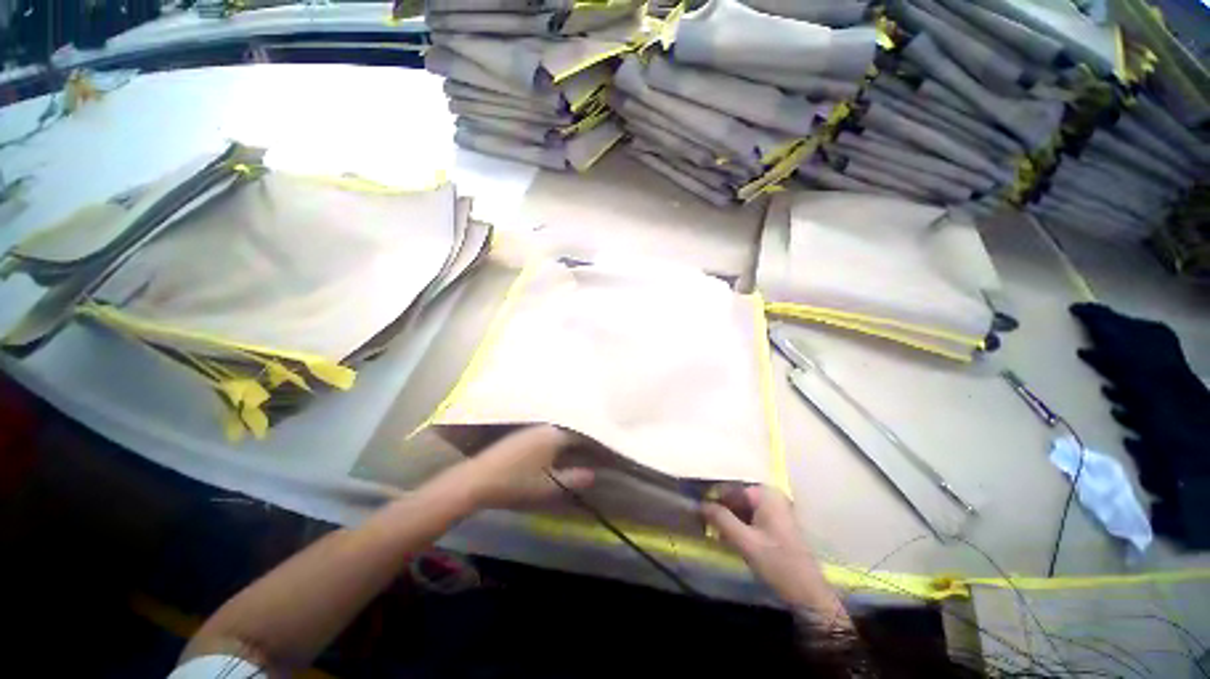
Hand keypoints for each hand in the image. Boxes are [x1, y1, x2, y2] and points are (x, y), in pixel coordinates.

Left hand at [439, 425, 594, 511]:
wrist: (478, 479)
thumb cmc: (516, 483)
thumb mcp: (548, 486)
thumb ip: (573, 478)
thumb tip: (594, 474)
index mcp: (555, 435)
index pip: (583, 434)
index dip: (596, 443)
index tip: (606, 450)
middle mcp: (546, 426)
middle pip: (572, 428)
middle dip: (584, 437)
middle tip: (597, 446)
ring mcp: (533, 427)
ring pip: (560, 428)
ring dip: (571, 436)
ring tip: (582, 446)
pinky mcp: (522, 432)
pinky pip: (548, 430)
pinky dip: (558, 437)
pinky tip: (558, 446)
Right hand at [702, 485, 844, 617]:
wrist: (809, 595)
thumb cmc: (778, 564)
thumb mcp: (745, 542)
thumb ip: (721, 519)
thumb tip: (699, 504)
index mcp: (766, 494)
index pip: (730, 487)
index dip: (712, 497)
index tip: (696, 508)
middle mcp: (771, 496)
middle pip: (736, 496)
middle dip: (720, 508)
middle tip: (701, 520)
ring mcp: (775, 510)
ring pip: (742, 508)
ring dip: (727, 518)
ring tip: (710, 529)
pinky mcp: (776, 524)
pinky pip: (750, 517)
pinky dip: (737, 524)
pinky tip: (726, 536)